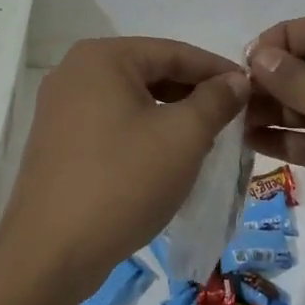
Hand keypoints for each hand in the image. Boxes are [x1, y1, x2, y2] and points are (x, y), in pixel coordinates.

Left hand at [0, 38, 249, 291]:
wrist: (51, 252)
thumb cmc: (123, 182)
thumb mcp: (183, 137)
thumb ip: (215, 100)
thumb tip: (236, 80)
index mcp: (102, 57)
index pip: (174, 52)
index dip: (218, 70)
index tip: (253, 90)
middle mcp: (75, 72)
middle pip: (150, 73)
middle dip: (193, 95)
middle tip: (233, 119)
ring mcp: (60, 107)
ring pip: (131, 100)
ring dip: (170, 116)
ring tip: (207, 140)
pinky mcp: (57, 141)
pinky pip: (111, 124)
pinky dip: (142, 133)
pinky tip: (166, 158)